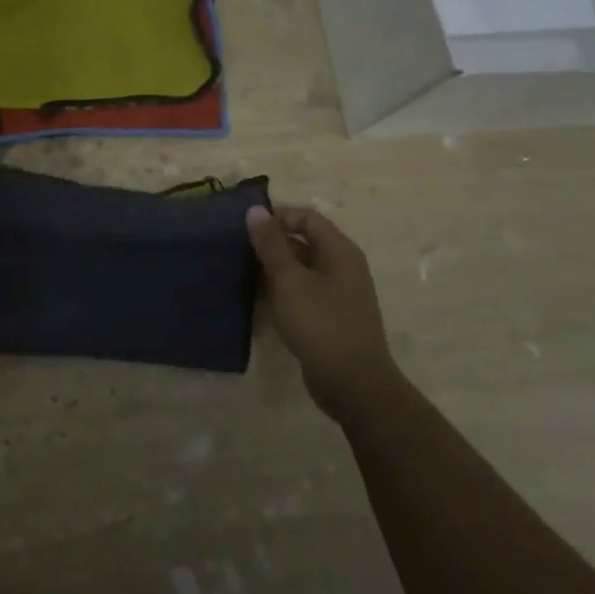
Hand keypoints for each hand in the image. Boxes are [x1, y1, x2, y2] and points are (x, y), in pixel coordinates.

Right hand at [246, 204, 390, 415]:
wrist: (353, 383)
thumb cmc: (320, 324)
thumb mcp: (289, 281)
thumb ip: (271, 245)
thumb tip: (255, 210)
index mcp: (340, 251)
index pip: (307, 217)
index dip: (278, 217)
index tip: (249, 229)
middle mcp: (344, 266)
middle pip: (305, 240)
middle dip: (273, 243)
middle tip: (241, 251)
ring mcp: (340, 293)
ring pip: (303, 267)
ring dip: (276, 268)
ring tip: (245, 273)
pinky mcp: (333, 315)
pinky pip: (305, 290)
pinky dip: (284, 289)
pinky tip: (262, 299)